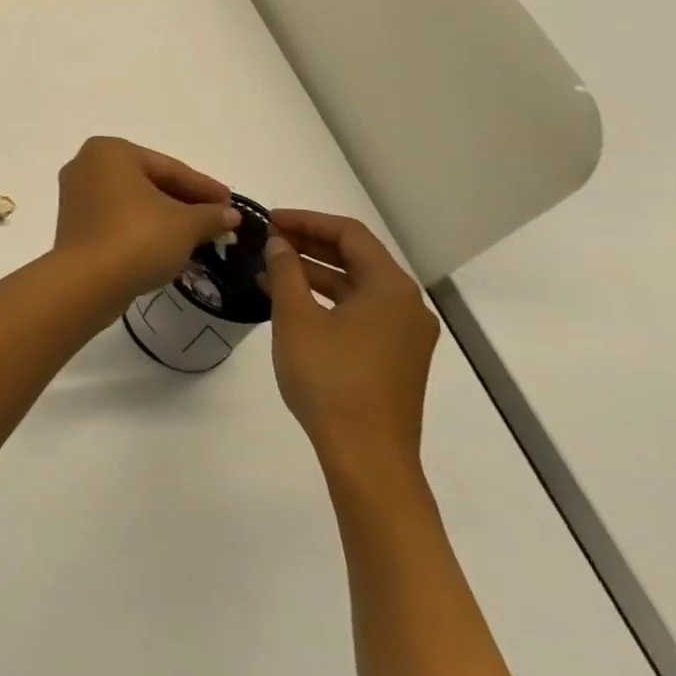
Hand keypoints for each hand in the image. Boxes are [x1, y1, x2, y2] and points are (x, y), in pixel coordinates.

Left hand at [53, 137, 241, 307]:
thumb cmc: (138, 238)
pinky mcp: (72, 225)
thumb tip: (229, 215)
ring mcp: (75, 196)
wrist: (87, 282)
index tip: (231, 203)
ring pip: (132, 203)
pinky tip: (166, 246)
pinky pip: (116, 219)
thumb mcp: (186, 225)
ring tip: (198, 235)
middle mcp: (86, 166)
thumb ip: (211, 215)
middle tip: (218, 219)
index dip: (204, 188)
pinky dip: (142, 229)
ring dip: (165, 218)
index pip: (169, 168)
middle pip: (149, 182)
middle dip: (185, 203)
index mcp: (110, 151)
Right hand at [264, 209, 438, 481]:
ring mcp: (405, 334)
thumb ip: (286, 272)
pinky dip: (328, 300)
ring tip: (271, 270)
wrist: (367, 455)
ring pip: (358, 287)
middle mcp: (406, 305)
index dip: (306, 221)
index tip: (269, 220)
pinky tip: (294, 306)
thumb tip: (280, 244)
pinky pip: (361, 312)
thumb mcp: (296, 318)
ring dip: (316, 273)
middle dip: (310, 244)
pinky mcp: (396, 358)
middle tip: (268, 240)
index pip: (349, 234)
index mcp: (390, 287)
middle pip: (357, 258)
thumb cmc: (330, 378)